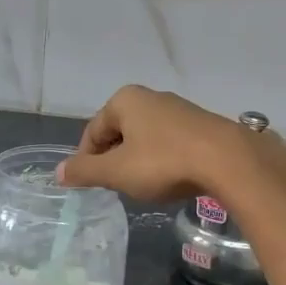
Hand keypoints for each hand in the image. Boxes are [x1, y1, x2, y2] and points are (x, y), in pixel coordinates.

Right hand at [56, 86, 285, 202]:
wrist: (227, 160)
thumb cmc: (163, 162)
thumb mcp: (117, 172)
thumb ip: (85, 171)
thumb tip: (59, 172)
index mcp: (124, 100)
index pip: (93, 131)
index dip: (86, 159)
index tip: (89, 185)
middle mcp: (150, 97)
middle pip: (119, 132)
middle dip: (113, 159)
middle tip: (115, 187)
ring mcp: (178, 109)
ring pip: (145, 138)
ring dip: (138, 161)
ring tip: (143, 186)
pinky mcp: (200, 125)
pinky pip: (169, 143)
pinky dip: (162, 160)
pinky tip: (170, 179)